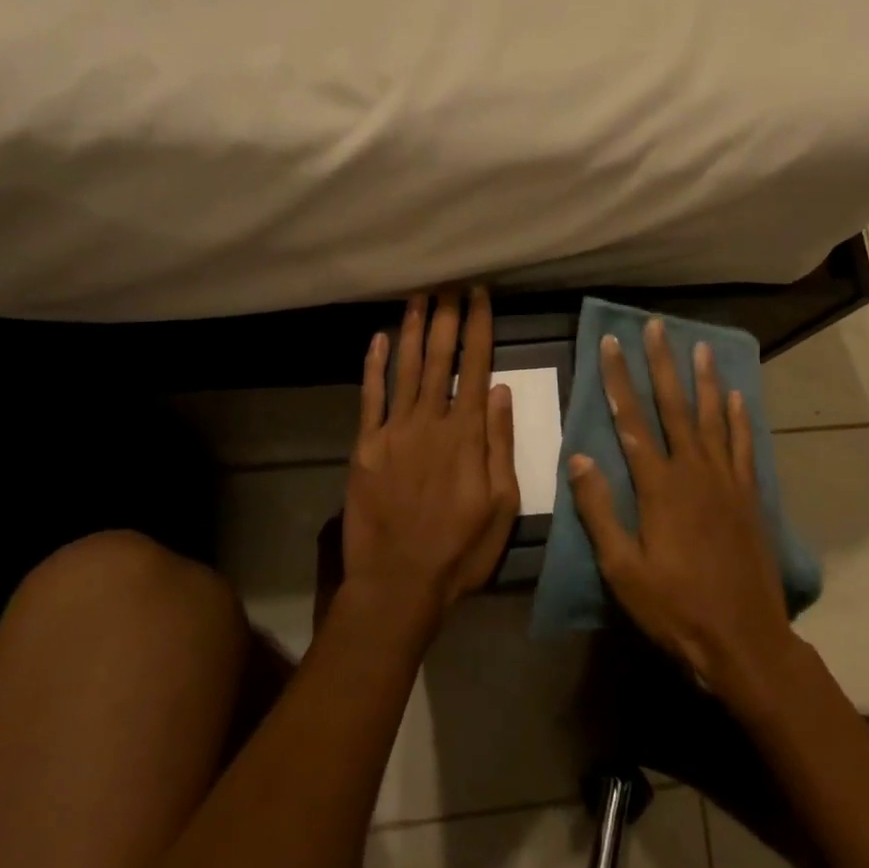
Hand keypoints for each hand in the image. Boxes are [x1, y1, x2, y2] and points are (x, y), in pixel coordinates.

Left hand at [343, 287, 519, 635]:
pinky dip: (374, 365)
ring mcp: (394, 431)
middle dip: (446, 316)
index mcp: (467, 434)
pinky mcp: (365, 446)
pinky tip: (378, 338)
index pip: (476, 366)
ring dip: (413, 329)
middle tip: (449, 284)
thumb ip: (500, 444)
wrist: (398, 583)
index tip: (480, 296)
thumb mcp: (503, 504)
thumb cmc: (460, 549)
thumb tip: (503, 390)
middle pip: (440, 357)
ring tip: (419, 296)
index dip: (479, 327)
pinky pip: (370, 397)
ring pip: (406, 367)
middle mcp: (430, 421)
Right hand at [568, 317, 797, 707]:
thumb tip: (579, 456)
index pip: (631, 419)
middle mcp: (693, 471)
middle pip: (674, 406)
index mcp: (659, 486)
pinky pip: (743, 446)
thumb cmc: (675, 608)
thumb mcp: (623, 569)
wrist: (744, 640)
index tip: (612, 342)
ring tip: (700, 347)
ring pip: (712, 418)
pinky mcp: (749, 496)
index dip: (619, 379)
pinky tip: (737, 397)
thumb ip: (600, 511)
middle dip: (662, 364)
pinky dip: (739, 419)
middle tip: (657, 326)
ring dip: (704, 380)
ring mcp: (726, 481)